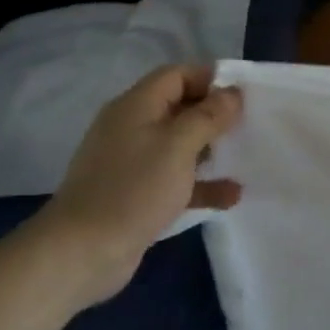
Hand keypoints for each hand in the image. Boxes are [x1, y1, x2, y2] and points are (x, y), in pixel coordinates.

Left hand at [28, 64, 244, 307]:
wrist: (80, 254)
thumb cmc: (133, 189)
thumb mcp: (178, 145)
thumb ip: (209, 116)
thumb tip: (232, 93)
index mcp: (136, 106)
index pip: (177, 75)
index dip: (210, 79)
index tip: (243, 95)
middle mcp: (133, 128)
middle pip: (180, 108)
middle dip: (215, 115)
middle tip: (249, 126)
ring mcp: (133, 163)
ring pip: (181, 145)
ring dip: (212, 151)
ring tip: (244, 157)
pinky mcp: (137, 195)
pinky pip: (176, 180)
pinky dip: (202, 184)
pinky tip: (232, 196)